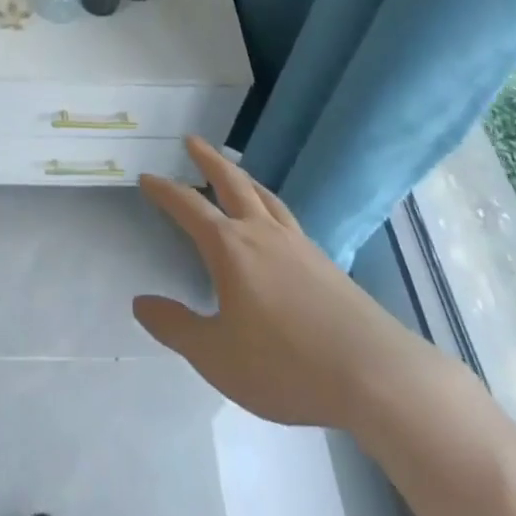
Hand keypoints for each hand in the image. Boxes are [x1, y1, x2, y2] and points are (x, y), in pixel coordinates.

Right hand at [133, 136, 421, 428]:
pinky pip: (286, 217)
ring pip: (263, 195)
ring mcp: (298, 243)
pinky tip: (274, 220)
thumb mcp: (217, 356)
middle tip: (192, 140)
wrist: (374, 374)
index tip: (147, 177)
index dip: (165, 190)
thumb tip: (140, 303)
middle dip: (208, 159)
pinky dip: (269, 204)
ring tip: (233, 170)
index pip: (188, 206)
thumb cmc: (286, 364)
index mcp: (230, 247)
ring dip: (242, 176)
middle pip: (231, 181)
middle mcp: (261, 232)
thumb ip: (176, 328)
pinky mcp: (325, 261)